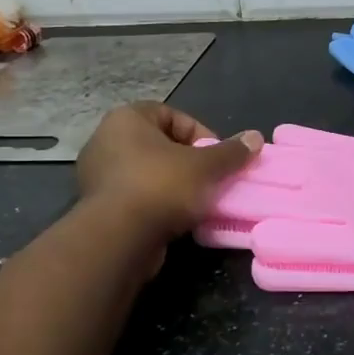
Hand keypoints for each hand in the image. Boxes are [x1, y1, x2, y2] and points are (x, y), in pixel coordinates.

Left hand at [77, 102, 263, 240]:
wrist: (117, 239)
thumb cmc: (160, 187)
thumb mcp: (205, 167)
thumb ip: (231, 152)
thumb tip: (256, 137)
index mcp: (126, 119)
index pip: (170, 114)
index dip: (199, 133)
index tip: (216, 157)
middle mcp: (106, 141)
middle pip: (160, 145)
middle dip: (189, 162)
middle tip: (210, 179)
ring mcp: (98, 176)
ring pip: (148, 173)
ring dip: (174, 185)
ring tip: (198, 202)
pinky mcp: (98, 208)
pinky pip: (136, 198)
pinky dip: (157, 205)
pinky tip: (177, 220)